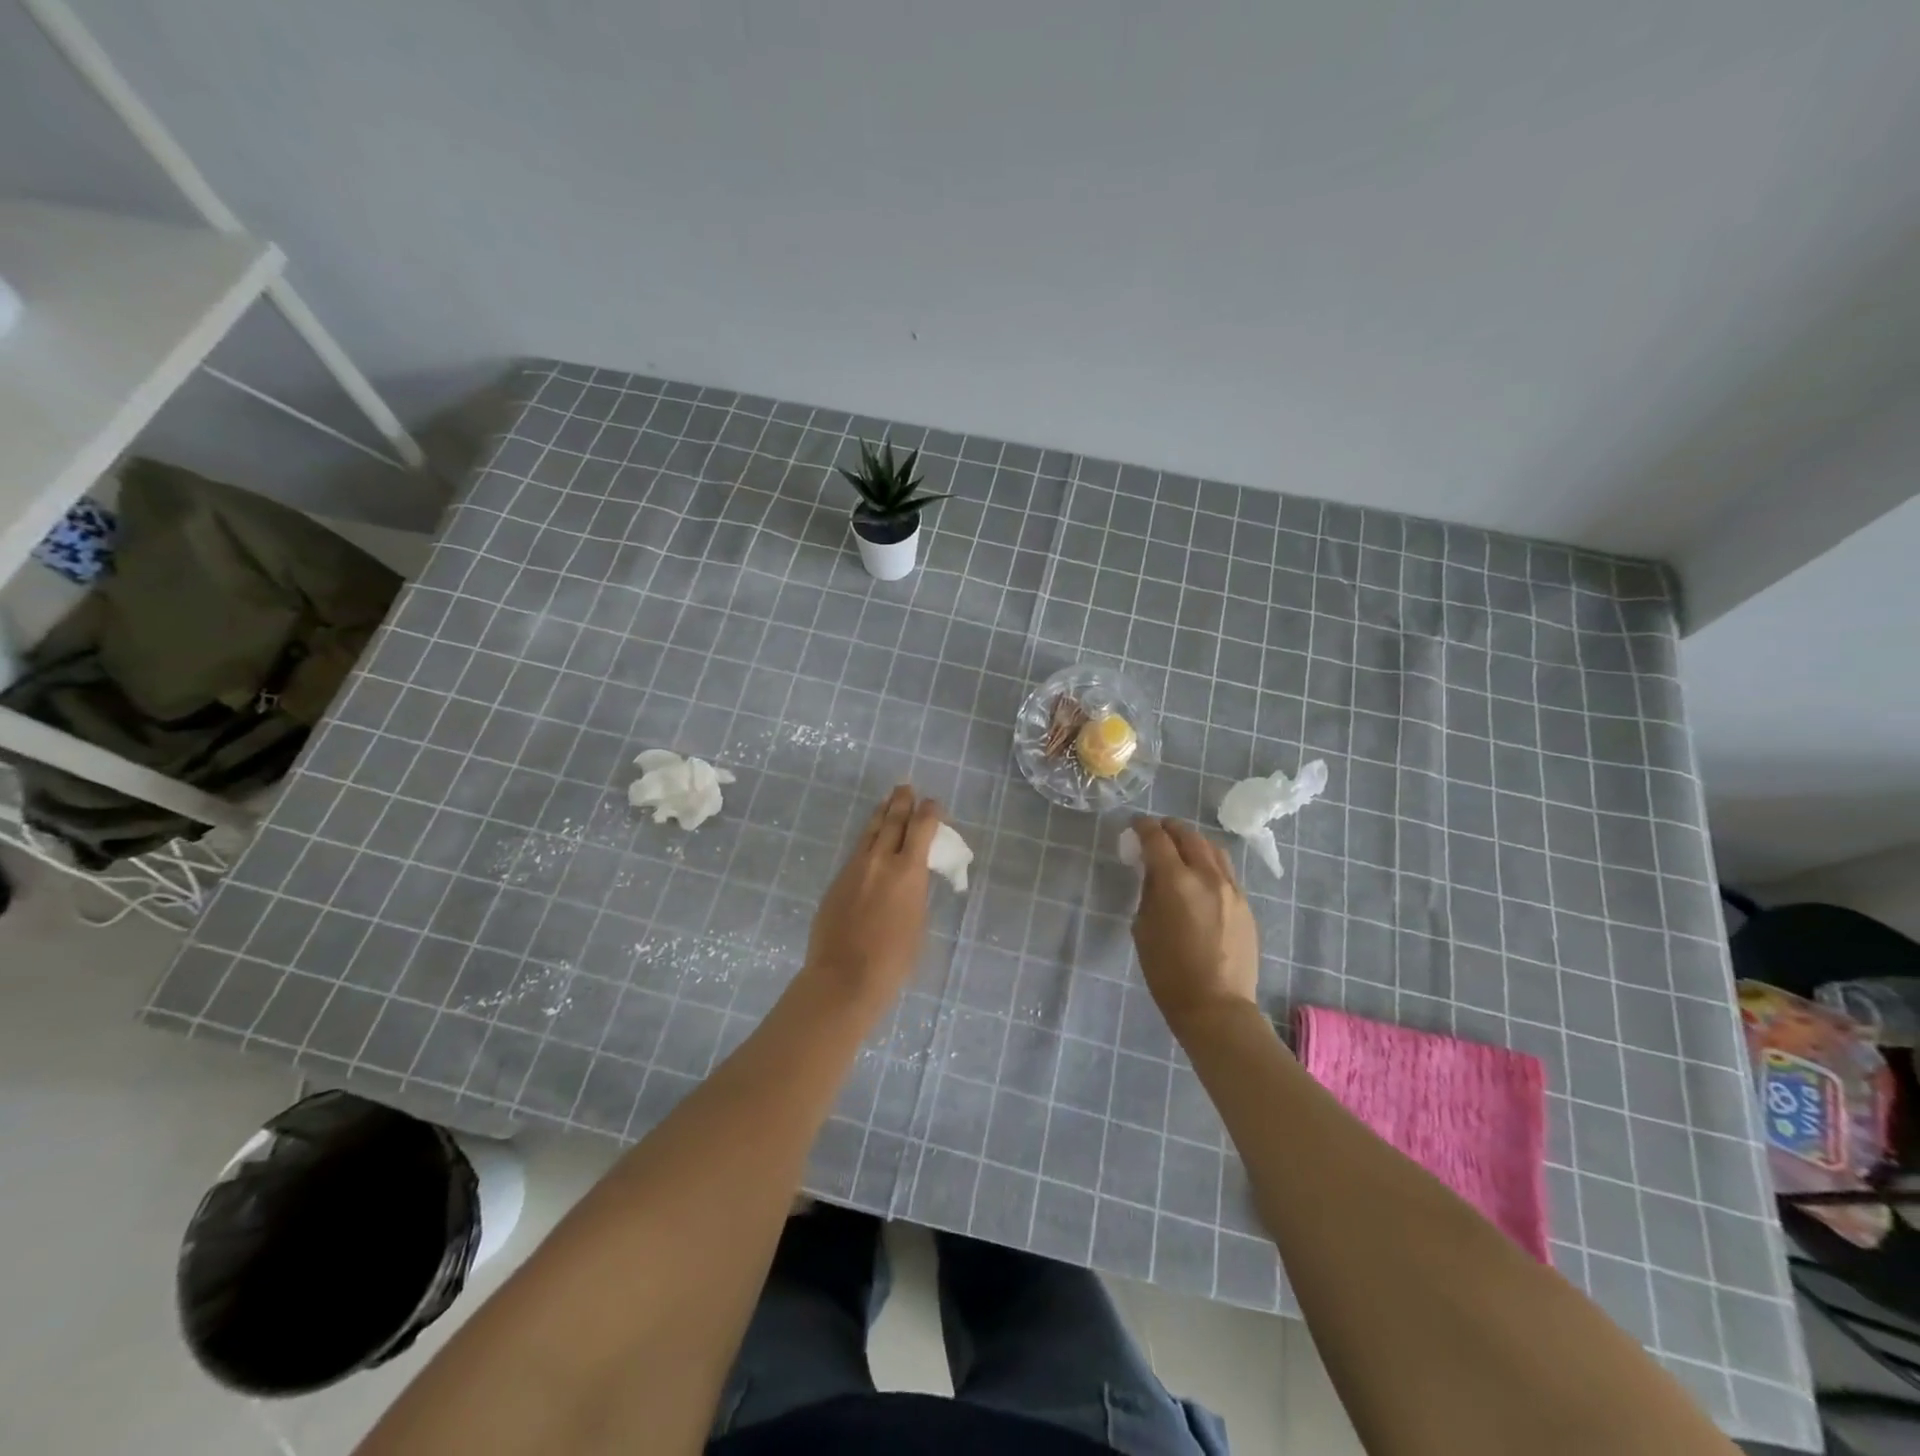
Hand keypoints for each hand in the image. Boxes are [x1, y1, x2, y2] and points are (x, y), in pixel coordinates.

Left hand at [804, 786, 942, 1004]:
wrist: (844, 977)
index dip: (930, 812)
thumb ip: (915, 891)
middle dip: (902, 802)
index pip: (921, 828)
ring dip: (881, 814)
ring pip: (870, 832)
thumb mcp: (918, 921)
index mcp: (907, 871)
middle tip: (906, 787)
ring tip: (887, 801)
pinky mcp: (837, 881)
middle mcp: (880, 861)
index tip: (934, 803)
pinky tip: (870, 840)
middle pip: (892, 821)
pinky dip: (867, 839)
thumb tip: (910, 878)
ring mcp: (854, 869)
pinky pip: (856, 851)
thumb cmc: (893, 959)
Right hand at [1130, 817, 1260, 1036]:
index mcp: (1176, 881)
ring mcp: (1232, 889)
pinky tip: (1200, 878)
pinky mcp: (1245, 905)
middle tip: (1156, 832)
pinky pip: (1226, 872)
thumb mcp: (1143, 928)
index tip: (1135, 825)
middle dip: (1170, 829)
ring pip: (1213, 849)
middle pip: (1189, 835)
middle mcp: (1207, 876)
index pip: (1157, 838)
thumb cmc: (1168, 972)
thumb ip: (1149, 893)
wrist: (1216, 1006)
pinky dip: (1209, 864)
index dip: (1143, 827)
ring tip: (1181, 850)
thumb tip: (1155, 874)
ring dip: (1193, 842)